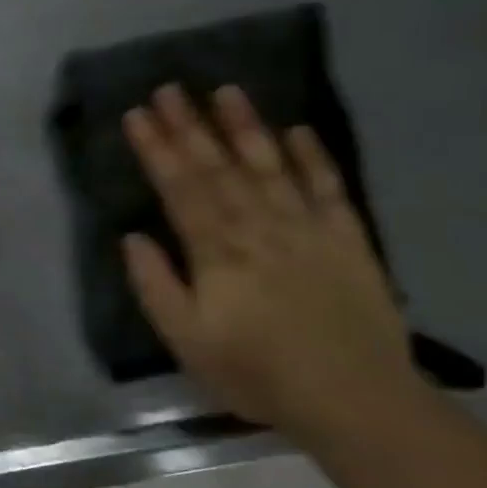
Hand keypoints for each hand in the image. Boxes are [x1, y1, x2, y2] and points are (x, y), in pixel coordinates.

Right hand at [121, 84, 417, 435]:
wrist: (354, 399)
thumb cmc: (256, 372)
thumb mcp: (186, 340)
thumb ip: (156, 285)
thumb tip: (132, 237)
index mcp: (217, 251)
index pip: (180, 188)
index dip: (156, 149)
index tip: (136, 114)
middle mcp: (260, 227)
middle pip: (219, 167)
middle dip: (190, 125)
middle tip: (169, 88)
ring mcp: (308, 229)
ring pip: (271, 166)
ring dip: (246, 126)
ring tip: (225, 91)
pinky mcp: (348, 240)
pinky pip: (328, 189)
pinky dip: (313, 157)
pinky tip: (298, 130)